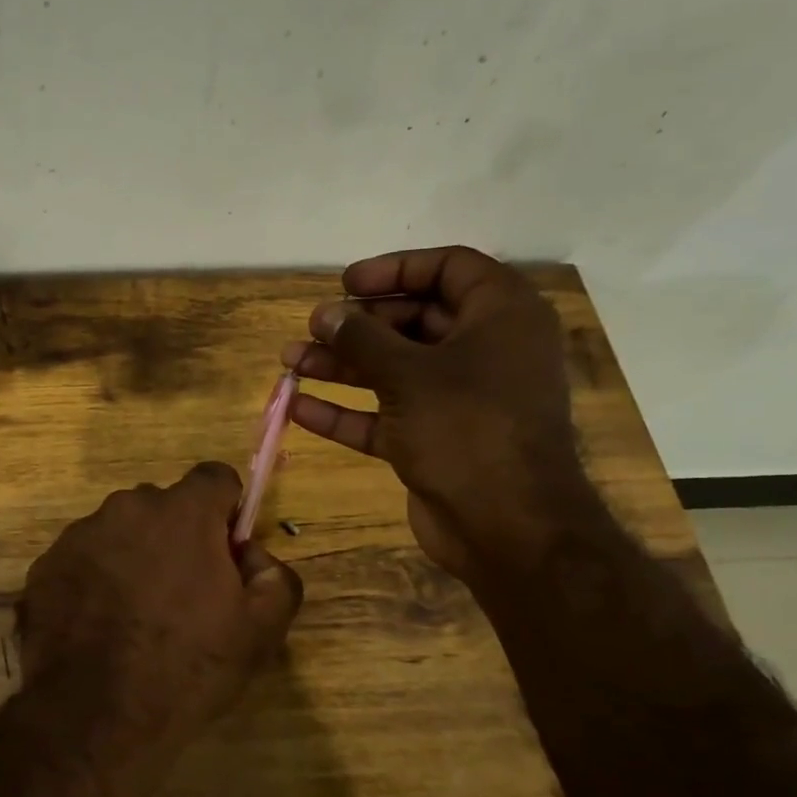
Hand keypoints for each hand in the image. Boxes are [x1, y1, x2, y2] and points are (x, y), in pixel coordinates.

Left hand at [16, 462, 302, 768]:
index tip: (226, 552)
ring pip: (120, 532)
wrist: (91, 715)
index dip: (227, 512)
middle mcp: (126, 508)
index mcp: (182, 513)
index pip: (215, 479)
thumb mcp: (259, 633)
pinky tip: (99, 627)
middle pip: (164, 507)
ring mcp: (79, 535)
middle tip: (183, 595)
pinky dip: (95, 580)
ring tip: (135, 617)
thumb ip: (275, 578)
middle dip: (178, 538)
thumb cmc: (185, 669)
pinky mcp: (45, 566)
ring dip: (133, 557)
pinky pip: (83, 560)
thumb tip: (253, 557)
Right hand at [280, 246, 603, 580]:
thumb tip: (326, 314)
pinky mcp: (435, 440)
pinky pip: (386, 415)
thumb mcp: (408, 374)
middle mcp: (484, 352)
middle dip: (358, 325)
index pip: (449, 268)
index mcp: (500, 317)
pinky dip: (347, 411)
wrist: (507, 527)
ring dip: (342, 366)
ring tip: (289, 362)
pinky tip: (299, 408)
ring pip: (394, 370)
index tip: (346, 283)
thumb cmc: (467, 428)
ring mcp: (459, 399)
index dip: (395, 269)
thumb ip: (362, 338)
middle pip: (415, 321)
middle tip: (312, 327)